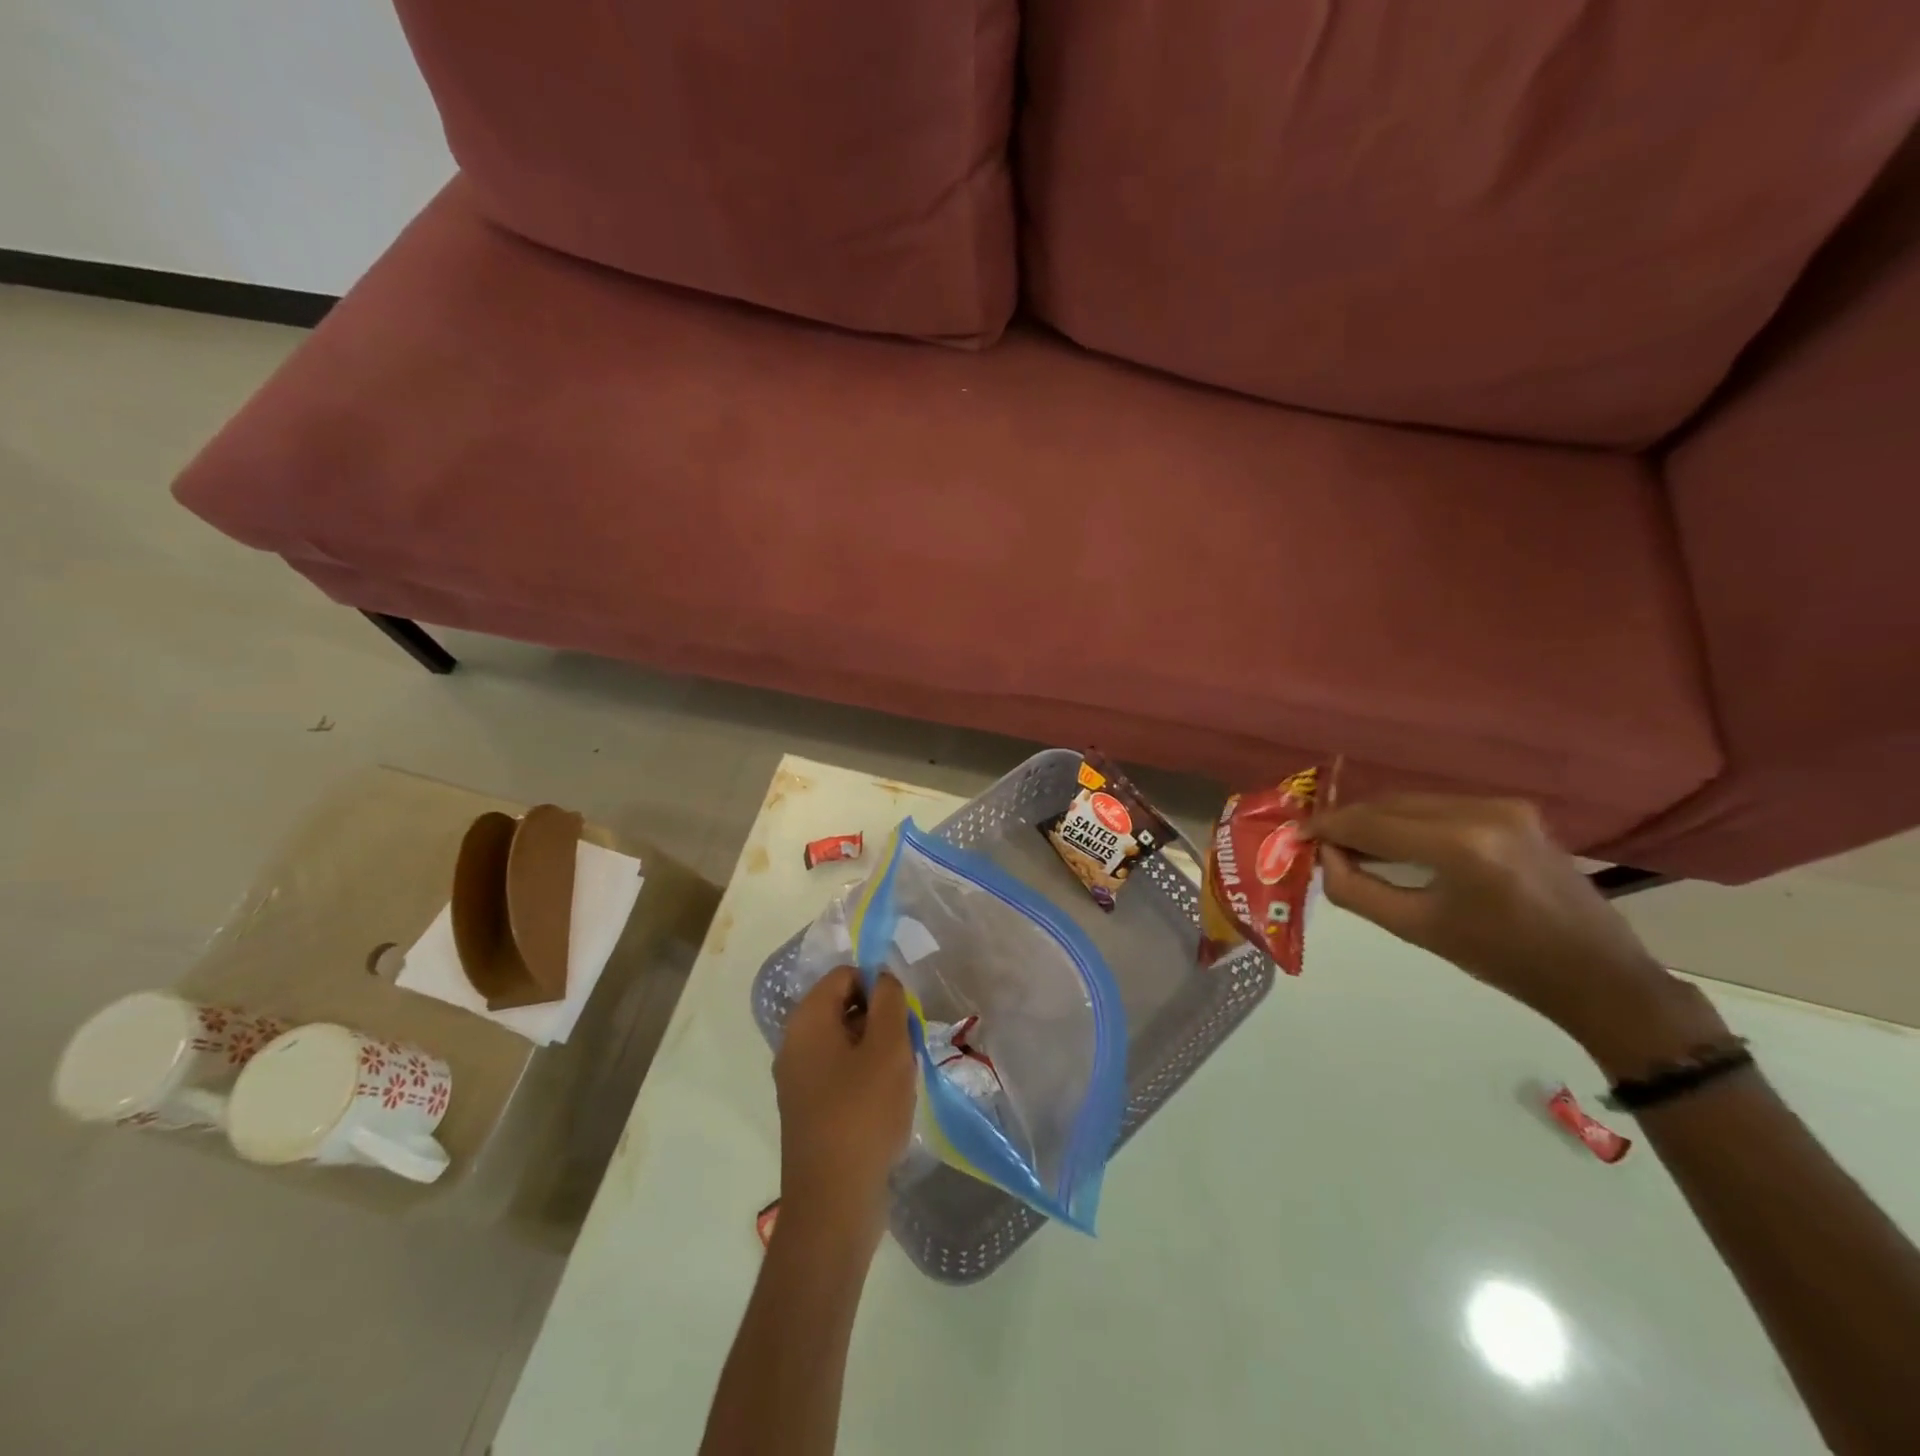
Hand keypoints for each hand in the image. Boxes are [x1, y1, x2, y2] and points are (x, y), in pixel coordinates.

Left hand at [773, 967, 916, 1244]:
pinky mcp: (808, 1110)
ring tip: (900, 1080)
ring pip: (845, 1043)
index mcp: (807, 1021)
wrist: (833, 1204)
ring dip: (877, 1052)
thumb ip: (889, 1002)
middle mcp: (794, 1044)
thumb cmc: (863, 1114)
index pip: (844, 976)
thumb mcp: (888, 1048)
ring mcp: (798, 1080)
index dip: (877, 986)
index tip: (903, 1016)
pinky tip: (886, 1106)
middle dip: (880, 1020)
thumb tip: (882, 978)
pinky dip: (865, 1079)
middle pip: (843, 1007)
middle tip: (905, 1049)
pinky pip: (840, 1074)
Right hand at [1306, 794, 1728, 1075]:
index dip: (1327, 828)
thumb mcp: (1417, 929)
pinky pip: (1441, 806)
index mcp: (1459, 846)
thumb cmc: (1503, 961)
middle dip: (1349, 822)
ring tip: (1351, 846)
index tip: (1294, 835)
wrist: (1597, 974)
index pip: (1371, 824)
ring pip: (1414, 802)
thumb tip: (1323, 858)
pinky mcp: (1515, 810)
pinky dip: (1409, 821)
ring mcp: (1503, 806)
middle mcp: (1481, 812)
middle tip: (1317, 843)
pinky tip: (1395, 842)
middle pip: (1390, 805)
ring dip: (1377, 820)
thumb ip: (1357, 890)